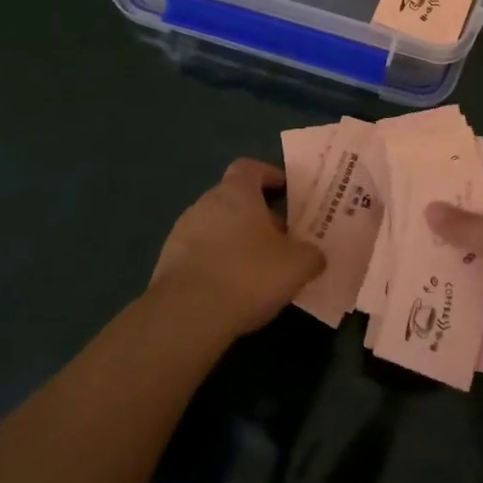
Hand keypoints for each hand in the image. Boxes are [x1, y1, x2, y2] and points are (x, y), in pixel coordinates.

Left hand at [151, 159, 325, 337]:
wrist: (187, 315)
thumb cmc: (249, 275)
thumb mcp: (298, 265)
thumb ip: (311, 255)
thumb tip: (314, 256)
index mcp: (236, 193)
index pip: (250, 168)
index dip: (269, 175)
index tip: (285, 191)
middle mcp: (205, 204)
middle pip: (234, 199)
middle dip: (257, 216)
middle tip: (280, 240)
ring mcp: (181, 233)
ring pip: (216, 227)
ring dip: (236, 241)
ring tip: (257, 268)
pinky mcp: (167, 263)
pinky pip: (200, 254)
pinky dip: (217, 264)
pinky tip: (232, 290)